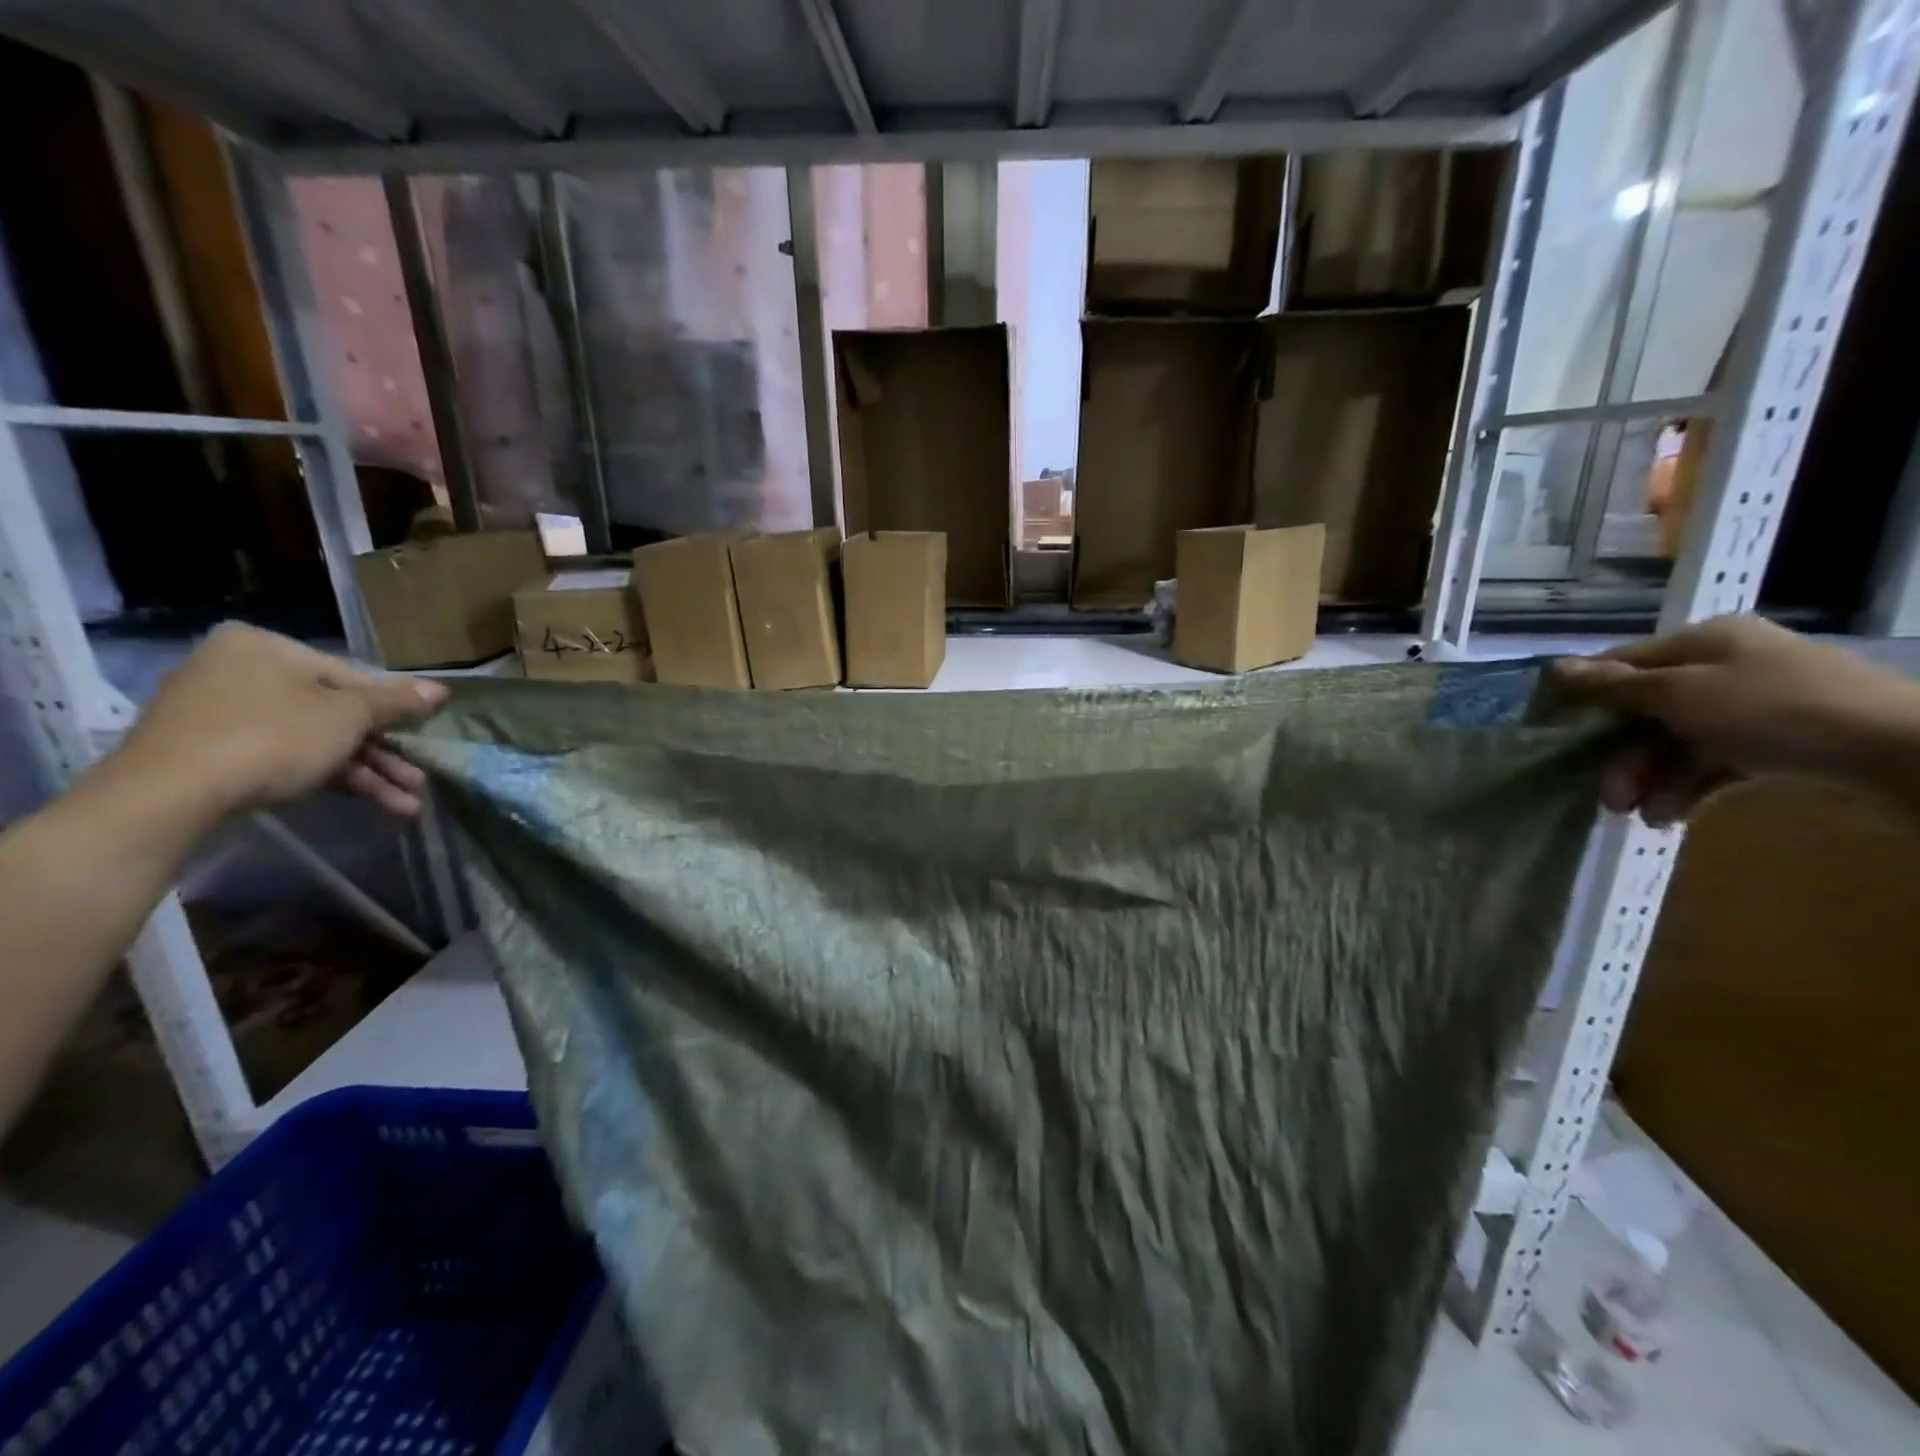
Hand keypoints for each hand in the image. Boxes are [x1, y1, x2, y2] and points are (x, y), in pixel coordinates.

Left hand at [113, 624, 448, 817]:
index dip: (394, 706)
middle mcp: (239, 672)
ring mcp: (221, 716)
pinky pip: (287, 759)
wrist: (171, 796)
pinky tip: (372, 803)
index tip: (425, 730)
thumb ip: (395, 702)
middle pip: (334, 713)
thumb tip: (441, 690)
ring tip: (408, 804)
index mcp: (265, 648)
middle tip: (419, 777)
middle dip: (383, 751)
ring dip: (367, 773)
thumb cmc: (272, 736)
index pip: (350, 675)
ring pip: (316, 742)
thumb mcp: (348, 716)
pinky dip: (330, 779)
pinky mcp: (213, 755)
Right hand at [1551, 615, 1919, 825]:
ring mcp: (1756, 706)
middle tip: (1609, 798)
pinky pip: (1715, 763)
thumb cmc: (1776, 710)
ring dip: (1653, 779)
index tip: (1553, 733)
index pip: (1622, 665)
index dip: (1586, 698)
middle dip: (1623, 757)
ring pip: (1678, 743)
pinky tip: (1673, 817)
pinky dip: (1689, 788)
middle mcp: (1726, 667)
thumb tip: (1554, 669)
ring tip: (1643, 817)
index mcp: (1704, 642)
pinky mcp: (1779, 743)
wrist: (1903, 750)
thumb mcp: (1680, 694)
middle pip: (1649, 712)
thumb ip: (1614, 686)